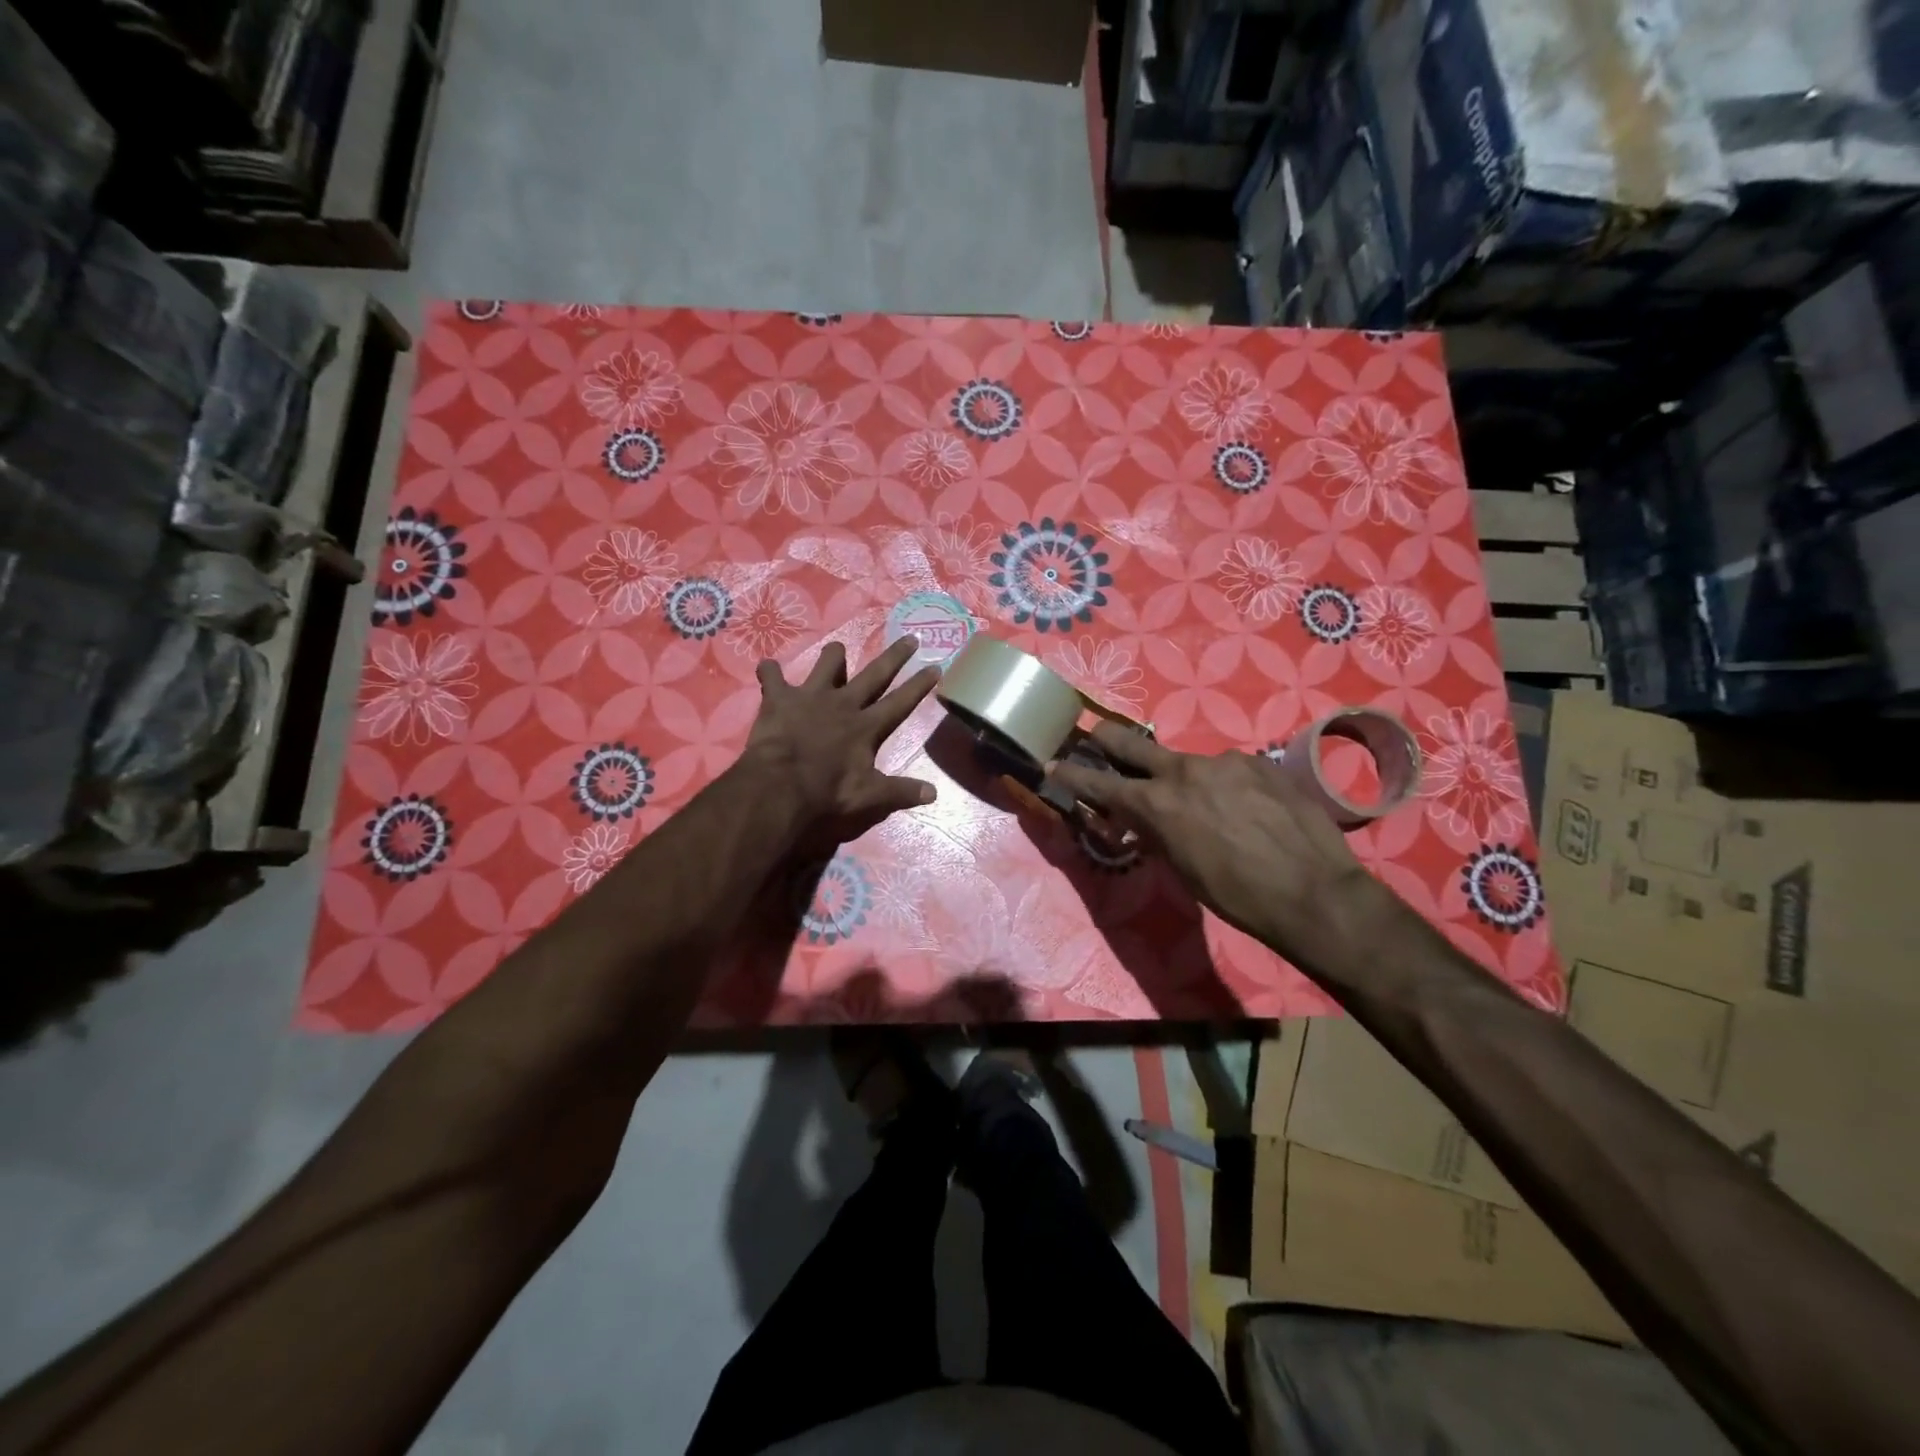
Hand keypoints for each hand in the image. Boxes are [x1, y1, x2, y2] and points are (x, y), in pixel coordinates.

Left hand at [740, 636, 939, 842]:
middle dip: (895, 656)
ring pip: (827, 663)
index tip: (935, 666)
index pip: (900, 702)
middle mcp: (844, 703)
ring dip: (832, 656)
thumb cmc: (827, 791)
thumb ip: (901, 791)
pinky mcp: (780, 697)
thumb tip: (934, 793)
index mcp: (867, 726)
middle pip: (875, 673)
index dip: (919, 685)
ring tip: (836, 650)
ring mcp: (811, 696)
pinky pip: (772, 675)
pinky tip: (768, 669)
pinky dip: (769, 672)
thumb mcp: (869, 796)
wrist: (780, 785)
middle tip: (911, 637)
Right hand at [1047, 724, 1392, 966]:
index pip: (1098, 783)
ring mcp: (1224, 761)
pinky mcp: (1259, 762)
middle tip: (1096, 739)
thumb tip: (1143, 819)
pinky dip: (1224, 786)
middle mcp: (1183, 771)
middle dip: (1105, 740)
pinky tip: (1246, 809)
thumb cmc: (1237, 896)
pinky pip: (1228, 770)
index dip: (1071, 775)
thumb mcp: (1182, 869)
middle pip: (1128, 742)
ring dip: (1184, 780)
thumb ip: (1156, 833)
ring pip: (1188, 763)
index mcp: (1157, 803)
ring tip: (1210, 809)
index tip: (1052, 765)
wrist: (1314, 893)